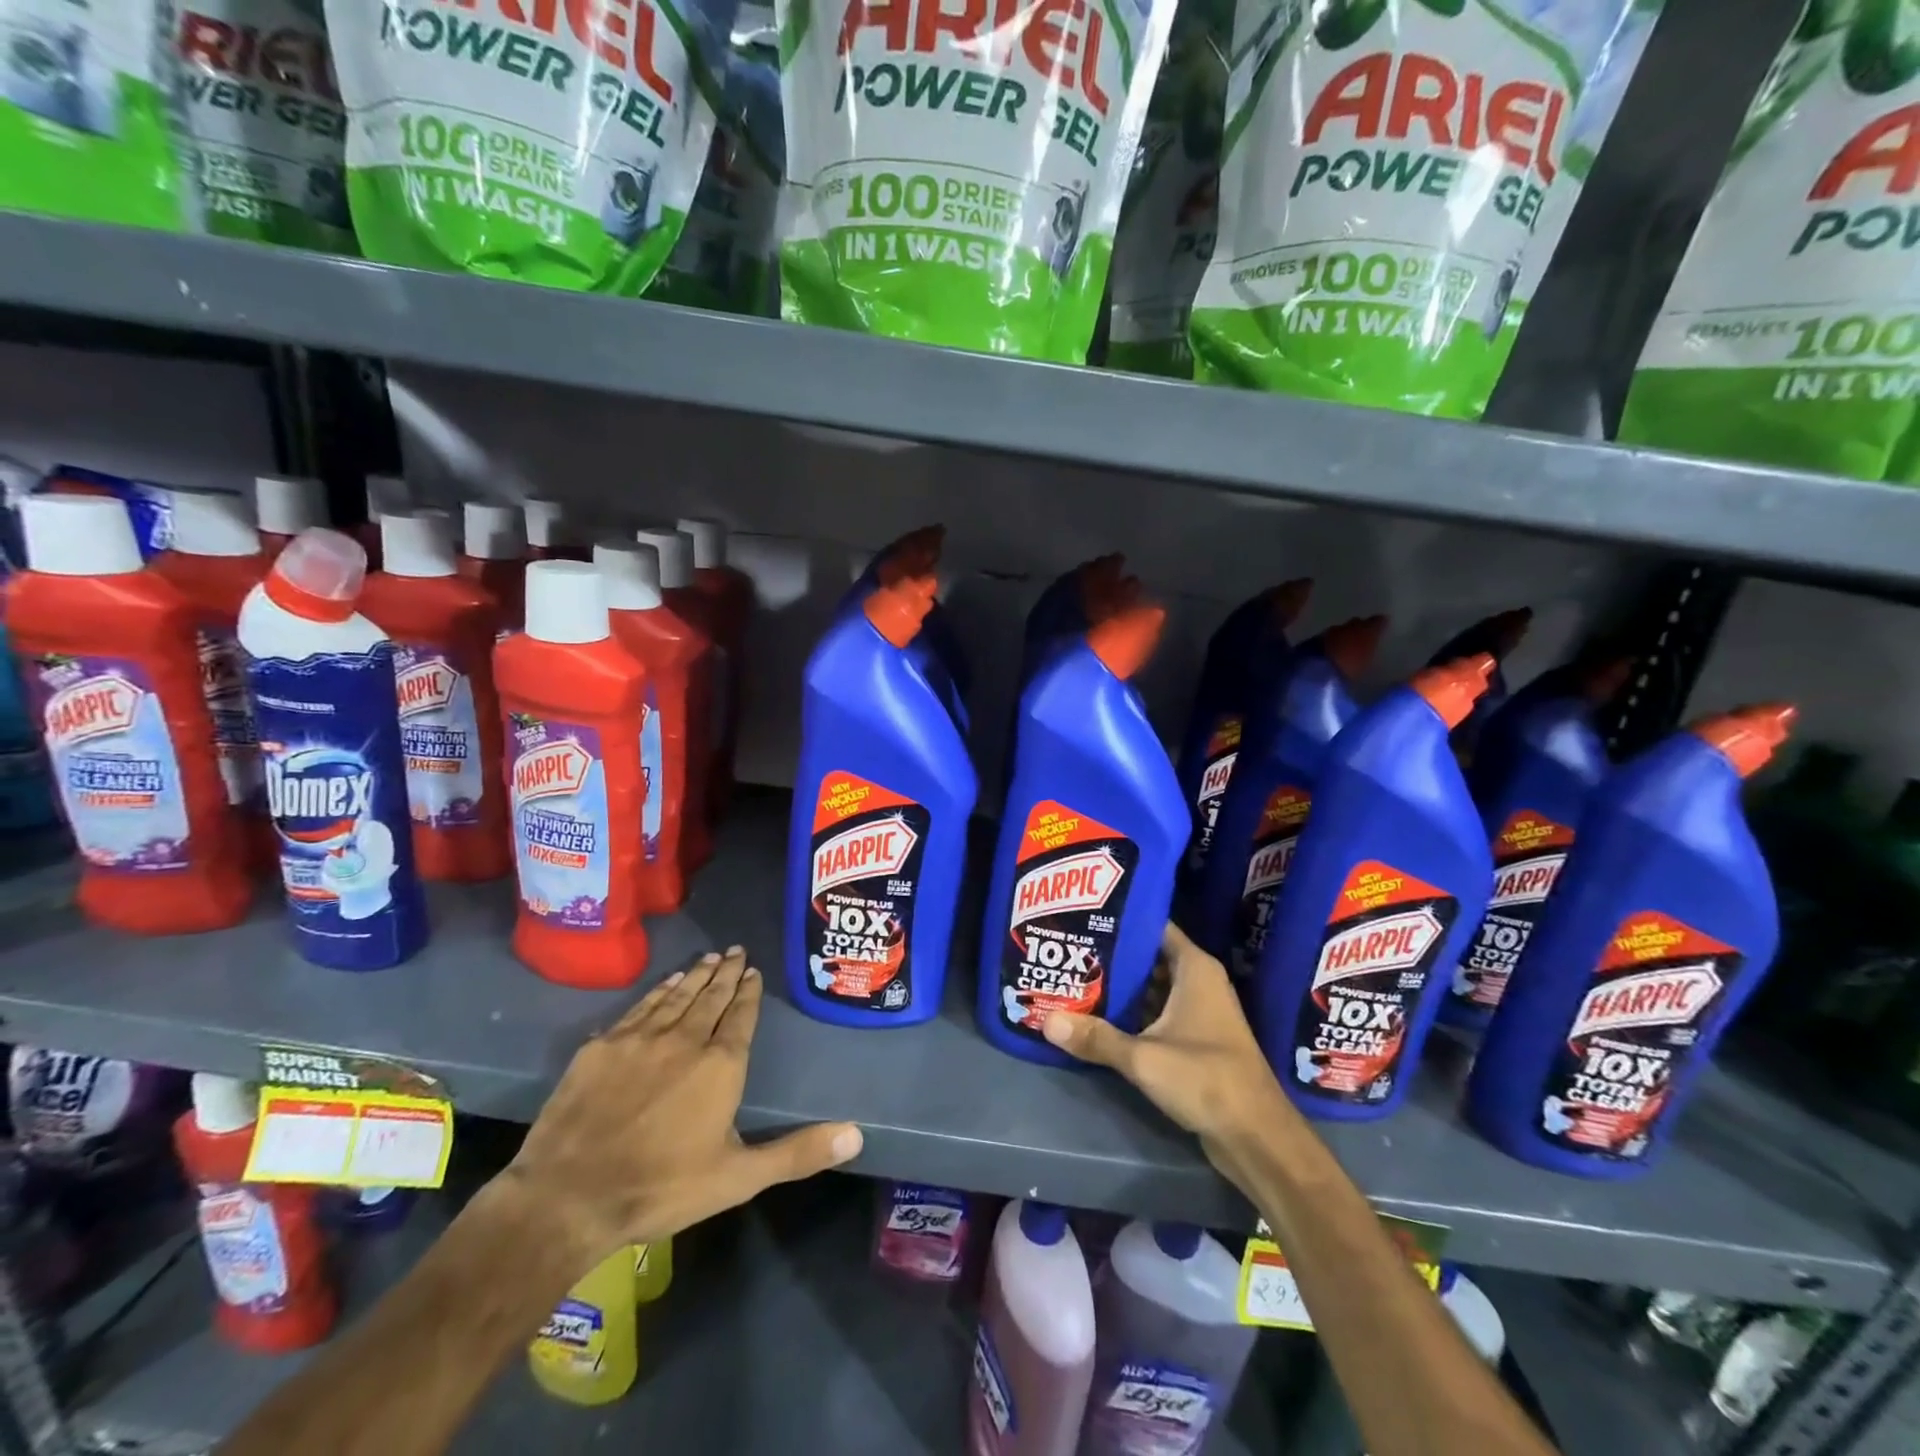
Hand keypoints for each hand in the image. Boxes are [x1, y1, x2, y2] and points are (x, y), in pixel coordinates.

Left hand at [503, 946, 863, 1264]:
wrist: (568, 1197)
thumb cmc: (662, 1188)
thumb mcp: (739, 1178)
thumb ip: (798, 1153)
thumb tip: (856, 1133)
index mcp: (721, 1064)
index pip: (741, 1016)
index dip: (749, 992)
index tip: (753, 970)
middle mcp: (685, 1039)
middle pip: (711, 996)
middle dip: (726, 973)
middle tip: (735, 950)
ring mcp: (641, 1038)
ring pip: (677, 996)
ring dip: (696, 975)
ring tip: (709, 957)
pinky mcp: (603, 1046)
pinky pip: (640, 1007)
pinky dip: (658, 991)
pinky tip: (666, 982)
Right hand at [1043, 923, 1297, 1177]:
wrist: (1257, 1137)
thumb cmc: (1206, 1079)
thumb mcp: (1144, 1058)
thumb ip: (1096, 1037)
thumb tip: (1045, 1020)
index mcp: (1194, 968)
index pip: (1153, 926)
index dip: (1120, 919)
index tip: (1083, 915)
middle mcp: (1198, 981)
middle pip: (1147, 956)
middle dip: (1110, 955)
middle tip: (1068, 948)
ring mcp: (1198, 1011)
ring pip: (1150, 987)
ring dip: (1118, 987)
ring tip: (1073, 977)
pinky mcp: (1195, 1039)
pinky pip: (1156, 1013)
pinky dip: (1131, 1013)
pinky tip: (1096, 1016)